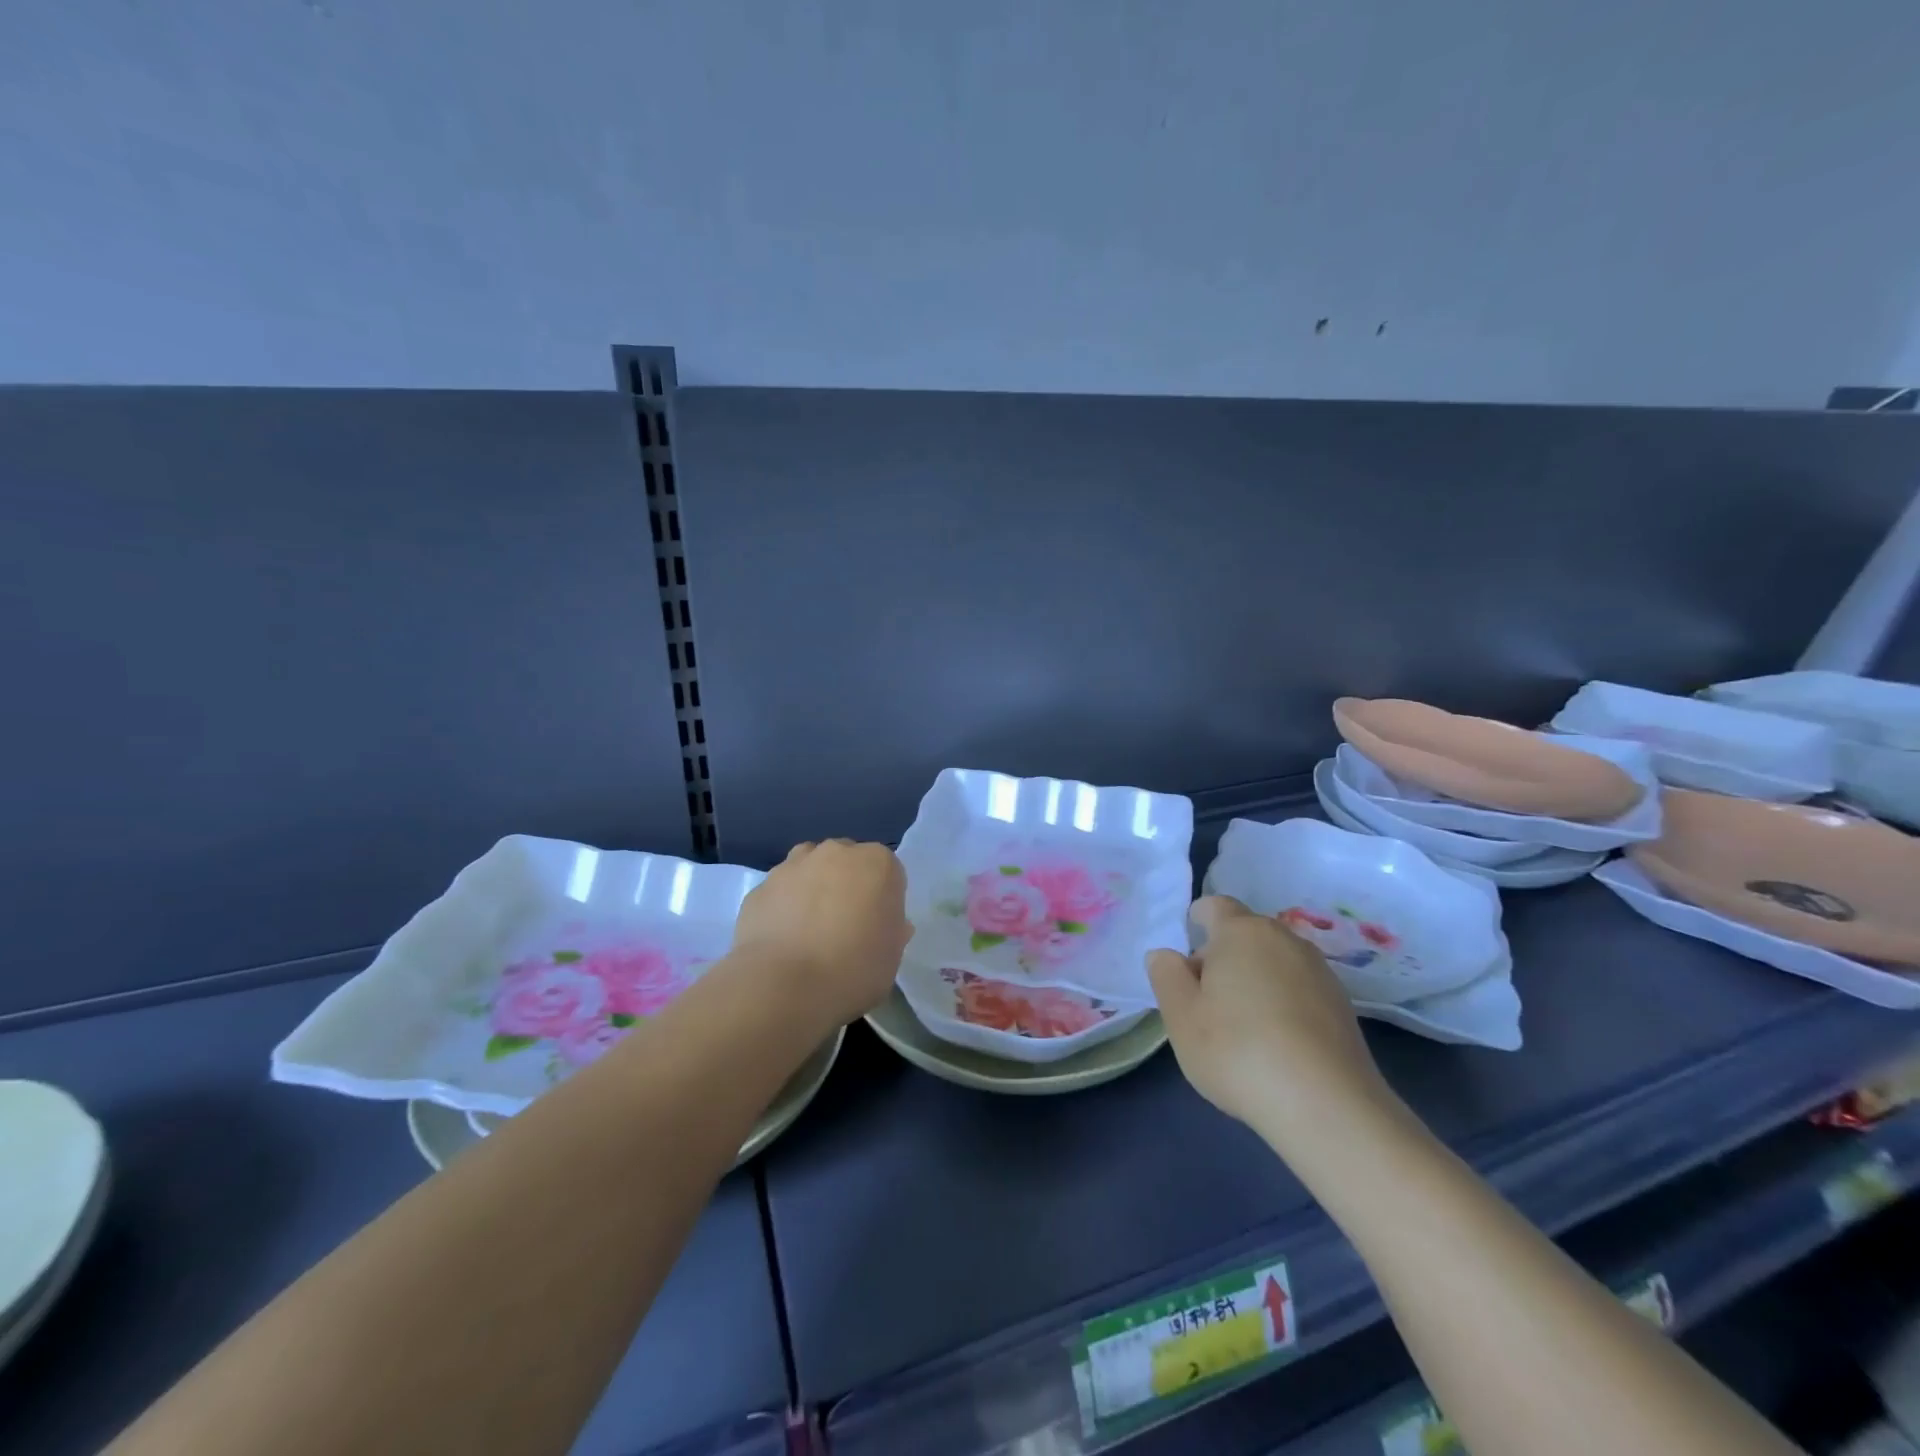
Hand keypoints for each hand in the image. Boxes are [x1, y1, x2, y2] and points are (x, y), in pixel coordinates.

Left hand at [729, 839, 910, 1031]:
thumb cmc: (852, 970)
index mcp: (877, 863)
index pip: (888, 873)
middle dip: (847, 885)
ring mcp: (793, 866)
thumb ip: (892, 931)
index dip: (883, 900)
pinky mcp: (760, 886)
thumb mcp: (891, 957)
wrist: (783, 986)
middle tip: (845, 926)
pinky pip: (780, 892)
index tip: (877, 927)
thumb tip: (888, 923)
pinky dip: (783, 907)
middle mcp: (835, 852)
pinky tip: (782, 939)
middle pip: (847, 862)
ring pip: (809, 868)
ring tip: (810, 929)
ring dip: (813, 888)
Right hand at [1148, 895, 1396, 1144]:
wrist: (1328, 1106)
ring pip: (1273, 963)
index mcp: (1241, 931)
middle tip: (1205, 1005)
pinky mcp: (1342, 1006)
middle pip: (1244, 935)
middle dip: (1222, 959)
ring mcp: (1319, 971)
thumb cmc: (1238, 1050)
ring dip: (1254, 982)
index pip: (1213, 906)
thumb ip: (1166, 975)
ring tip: (1242, 1030)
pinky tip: (1276, 1046)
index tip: (1186, 965)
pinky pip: (1298, 990)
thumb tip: (1167, 955)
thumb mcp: (1180, 1016)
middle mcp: (1284, 939)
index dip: (1195, 925)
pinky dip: (1282, 1005)